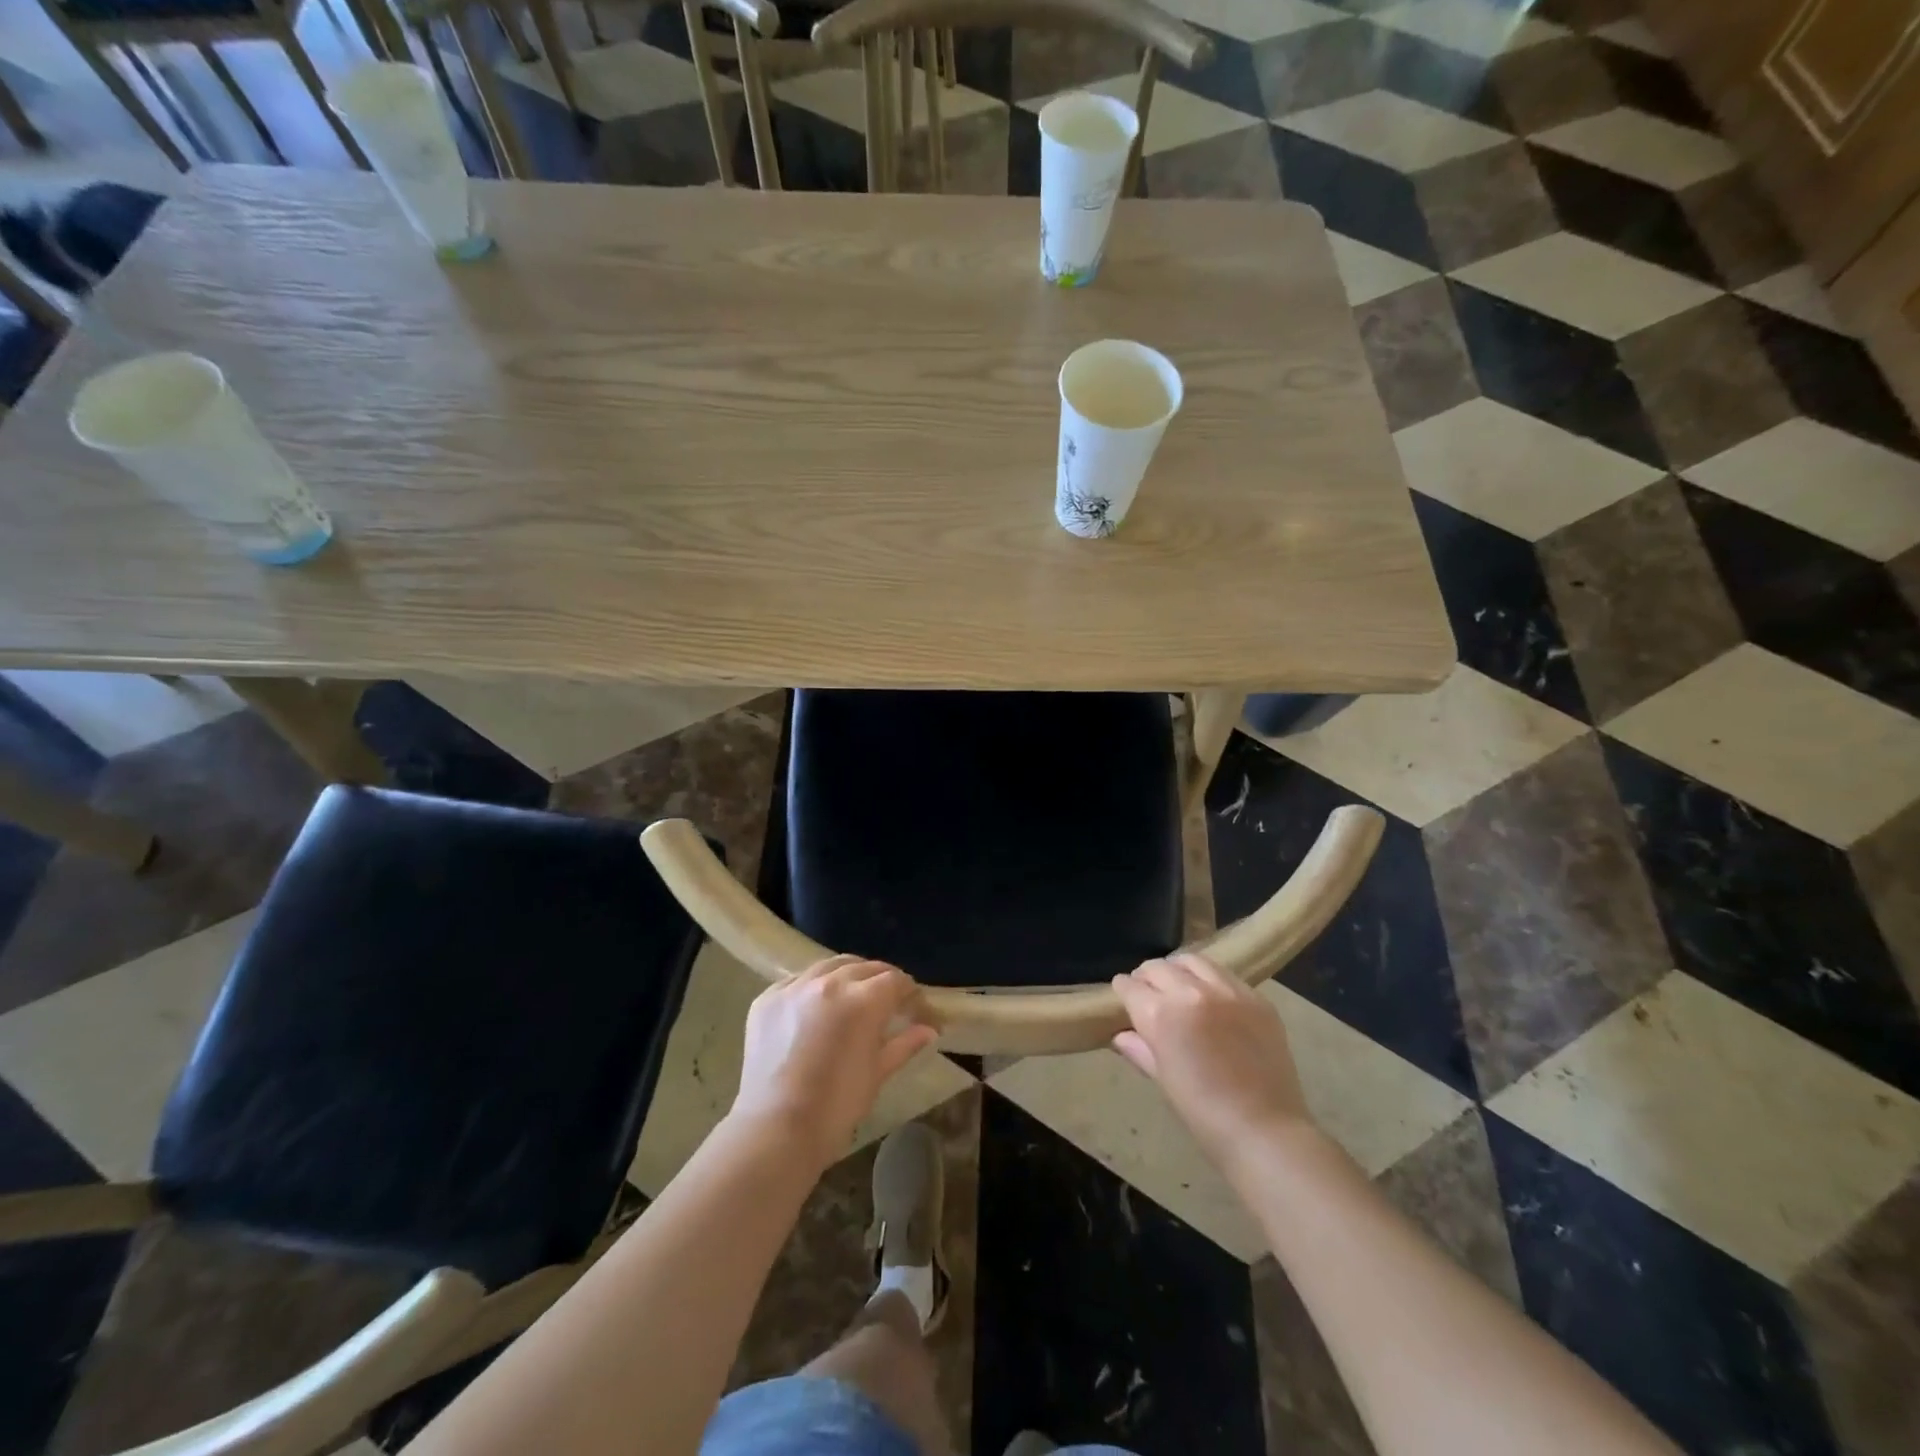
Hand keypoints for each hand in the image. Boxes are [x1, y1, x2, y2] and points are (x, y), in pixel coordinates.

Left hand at [730, 955, 937, 1169]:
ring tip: (853, 999)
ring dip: (849, 978)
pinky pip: (798, 981)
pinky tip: (816, 1010)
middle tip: (890, 1005)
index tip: (919, 1014)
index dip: (912, 995)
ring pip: (830, 966)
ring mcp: (794, 987)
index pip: (896, 981)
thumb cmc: (836, 1107)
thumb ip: (904, 1044)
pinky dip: (814, 989)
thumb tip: (928, 1030)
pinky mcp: (767, 998)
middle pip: (866, 968)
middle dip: (883, 983)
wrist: (775, 1130)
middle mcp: (830, 982)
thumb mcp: (877, 1074)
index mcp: (863, 1000)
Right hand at [1111, 954, 1317, 1171]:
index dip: (1123, 990)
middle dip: (1147, 977)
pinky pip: (1225, 975)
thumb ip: (1140, 1049)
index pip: (1131, 986)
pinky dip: (1210, 980)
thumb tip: (1122, 1035)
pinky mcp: (1256, 997)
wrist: (1265, 1130)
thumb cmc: (1204, 1113)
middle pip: (1158, 967)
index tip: (1123, 995)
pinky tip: (1212, 998)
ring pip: (1192, 961)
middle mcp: (1191, 991)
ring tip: (1179, 985)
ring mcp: (1228, 991)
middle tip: (1148, 992)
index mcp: (1161, 1014)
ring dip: (1178, 969)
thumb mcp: (1164, 1080)